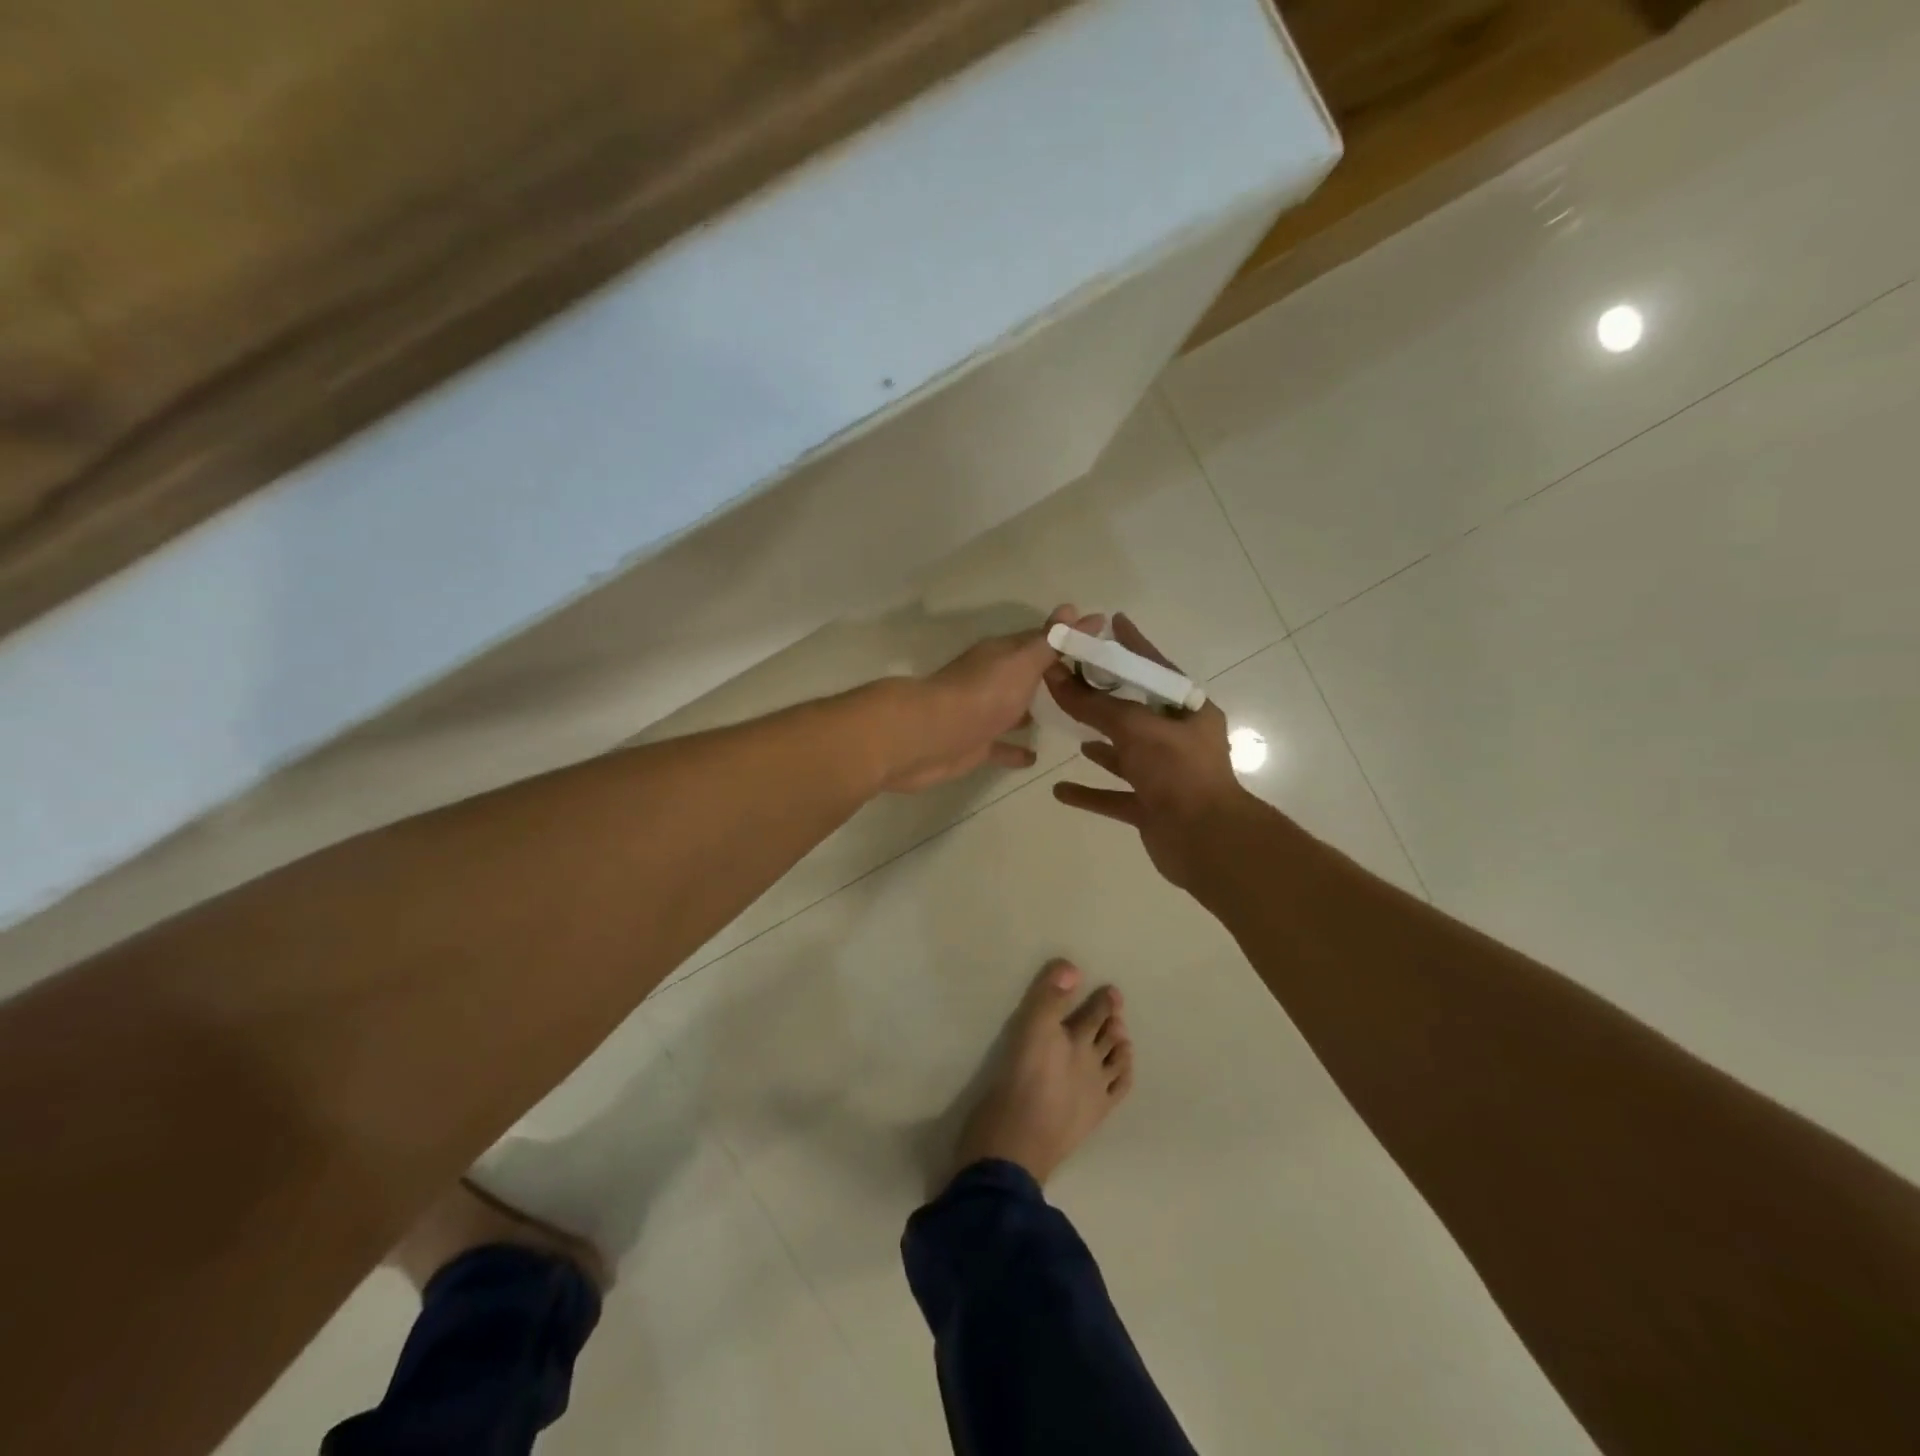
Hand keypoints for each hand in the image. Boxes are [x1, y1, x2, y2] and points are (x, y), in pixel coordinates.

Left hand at [878, 605, 1103, 793]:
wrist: (929, 736)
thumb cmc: (982, 694)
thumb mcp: (1023, 661)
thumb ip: (1051, 641)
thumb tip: (1078, 609)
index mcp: (1002, 655)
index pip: (1040, 642)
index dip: (1067, 642)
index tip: (1098, 646)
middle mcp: (991, 680)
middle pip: (1026, 676)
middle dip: (1052, 678)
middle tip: (1091, 687)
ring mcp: (982, 714)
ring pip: (1014, 710)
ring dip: (1033, 712)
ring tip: (1069, 719)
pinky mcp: (975, 746)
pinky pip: (1001, 746)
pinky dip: (1017, 750)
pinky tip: (1036, 757)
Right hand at [1045, 614, 1255, 889]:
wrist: (1206, 841)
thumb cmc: (1177, 771)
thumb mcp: (1134, 728)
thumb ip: (1093, 704)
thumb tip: (1055, 676)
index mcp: (1187, 712)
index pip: (1155, 668)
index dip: (1133, 645)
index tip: (1112, 623)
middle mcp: (1178, 740)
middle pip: (1134, 711)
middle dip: (1105, 697)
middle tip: (1073, 677)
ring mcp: (1164, 775)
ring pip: (1125, 753)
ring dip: (1100, 744)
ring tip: (1070, 729)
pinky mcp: (1150, 807)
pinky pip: (1114, 795)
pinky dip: (1090, 792)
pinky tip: (1060, 790)